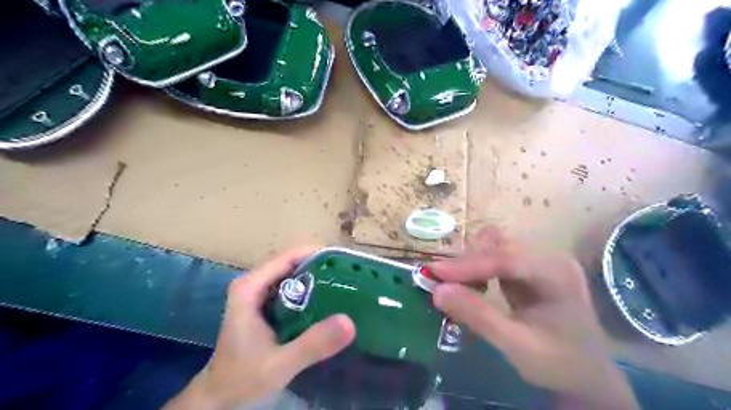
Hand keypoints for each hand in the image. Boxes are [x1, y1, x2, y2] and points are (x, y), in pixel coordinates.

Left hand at [168, 247, 356, 409]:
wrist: (220, 400)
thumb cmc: (242, 379)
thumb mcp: (280, 364)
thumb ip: (313, 344)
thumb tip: (349, 322)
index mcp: (250, 287)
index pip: (287, 257)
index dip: (316, 254)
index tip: (344, 260)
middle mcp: (253, 284)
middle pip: (291, 264)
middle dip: (320, 266)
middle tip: (349, 275)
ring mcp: (257, 295)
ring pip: (292, 276)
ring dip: (317, 278)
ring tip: (344, 284)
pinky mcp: (264, 307)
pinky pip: (291, 290)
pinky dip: (309, 292)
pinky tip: (328, 302)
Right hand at [429, 227, 636, 408]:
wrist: (587, 376)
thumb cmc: (557, 363)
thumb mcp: (516, 345)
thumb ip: (477, 316)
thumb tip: (437, 291)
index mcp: (555, 274)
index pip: (506, 259)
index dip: (467, 264)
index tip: (434, 272)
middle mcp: (549, 258)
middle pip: (498, 247)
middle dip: (466, 262)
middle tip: (439, 282)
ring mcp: (540, 261)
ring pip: (494, 247)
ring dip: (471, 263)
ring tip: (456, 285)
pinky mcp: (530, 268)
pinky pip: (496, 257)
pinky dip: (478, 268)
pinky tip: (472, 285)